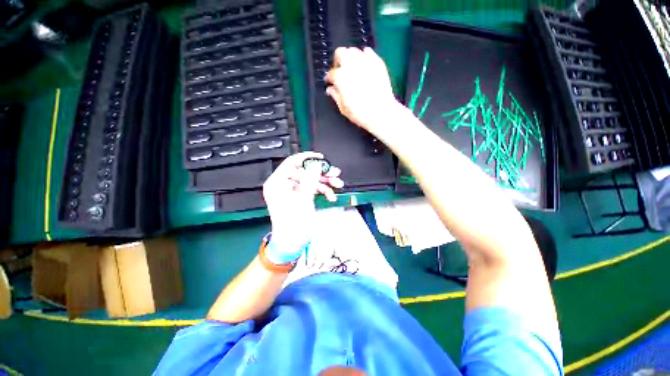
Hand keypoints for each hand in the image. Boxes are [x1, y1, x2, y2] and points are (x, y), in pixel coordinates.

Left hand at [262, 152, 343, 263]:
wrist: (292, 242)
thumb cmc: (293, 223)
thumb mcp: (303, 199)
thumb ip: (310, 180)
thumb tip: (316, 165)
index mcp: (277, 182)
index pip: (292, 163)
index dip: (307, 158)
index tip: (321, 158)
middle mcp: (283, 184)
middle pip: (304, 171)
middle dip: (321, 174)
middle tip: (334, 174)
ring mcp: (292, 191)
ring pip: (310, 180)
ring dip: (325, 182)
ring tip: (337, 184)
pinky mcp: (299, 197)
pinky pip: (312, 189)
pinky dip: (322, 191)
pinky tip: (331, 196)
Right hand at [325, 47, 400, 135]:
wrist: (381, 112)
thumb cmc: (360, 113)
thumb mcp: (343, 108)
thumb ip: (335, 96)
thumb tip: (330, 89)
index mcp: (340, 77)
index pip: (331, 73)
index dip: (330, 79)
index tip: (331, 83)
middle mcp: (351, 64)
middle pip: (340, 53)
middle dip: (338, 61)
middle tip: (340, 71)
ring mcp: (365, 61)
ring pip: (353, 51)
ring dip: (350, 58)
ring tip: (352, 68)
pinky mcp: (377, 61)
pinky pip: (368, 52)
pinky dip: (364, 57)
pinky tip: (364, 66)